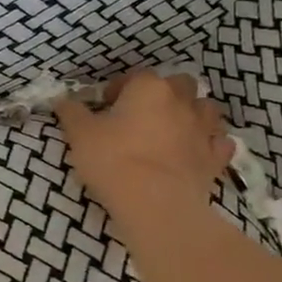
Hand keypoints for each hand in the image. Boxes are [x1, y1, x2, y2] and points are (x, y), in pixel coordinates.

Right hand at [54, 72, 232, 231]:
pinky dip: (210, 143)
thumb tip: (63, 99)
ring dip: (192, 114)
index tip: (106, 107)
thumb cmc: (113, 161)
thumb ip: (71, 112)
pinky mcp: (215, 158)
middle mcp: (181, 101)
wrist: (156, 204)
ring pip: (205, 109)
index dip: (119, 90)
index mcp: (147, 88)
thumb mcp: (80, 134)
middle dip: (165, 93)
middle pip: (179, 83)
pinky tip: (197, 152)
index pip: (134, 77)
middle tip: (144, 115)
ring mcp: (203, 129)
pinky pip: (219, 142)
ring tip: (173, 130)